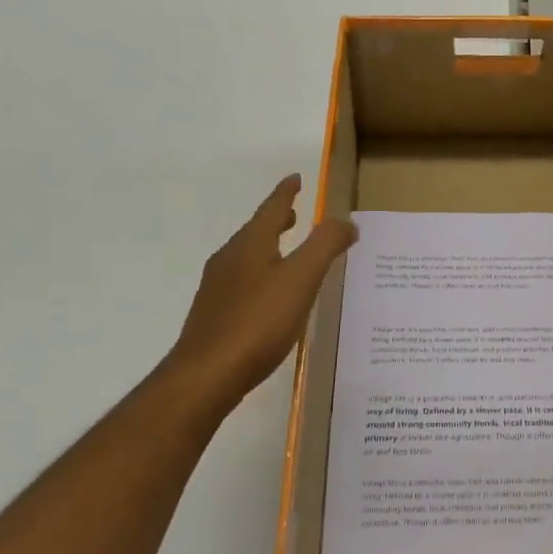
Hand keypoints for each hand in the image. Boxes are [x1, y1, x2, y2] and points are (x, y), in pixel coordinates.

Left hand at [161, 174, 356, 421]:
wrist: (206, 375)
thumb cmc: (258, 321)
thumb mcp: (301, 279)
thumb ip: (325, 246)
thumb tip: (346, 221)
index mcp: (251, 245)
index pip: (271, 208)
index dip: (286, 192)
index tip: (295, 178)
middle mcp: (230, 259)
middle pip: (256, 231)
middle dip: (277, 220)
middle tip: (294, 213)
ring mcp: (218, 288)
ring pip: (247, 257)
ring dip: (268, 247)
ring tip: (286, 251)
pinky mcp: (214, 315)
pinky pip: (242, 282)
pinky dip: (261, 274)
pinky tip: (270, 297)